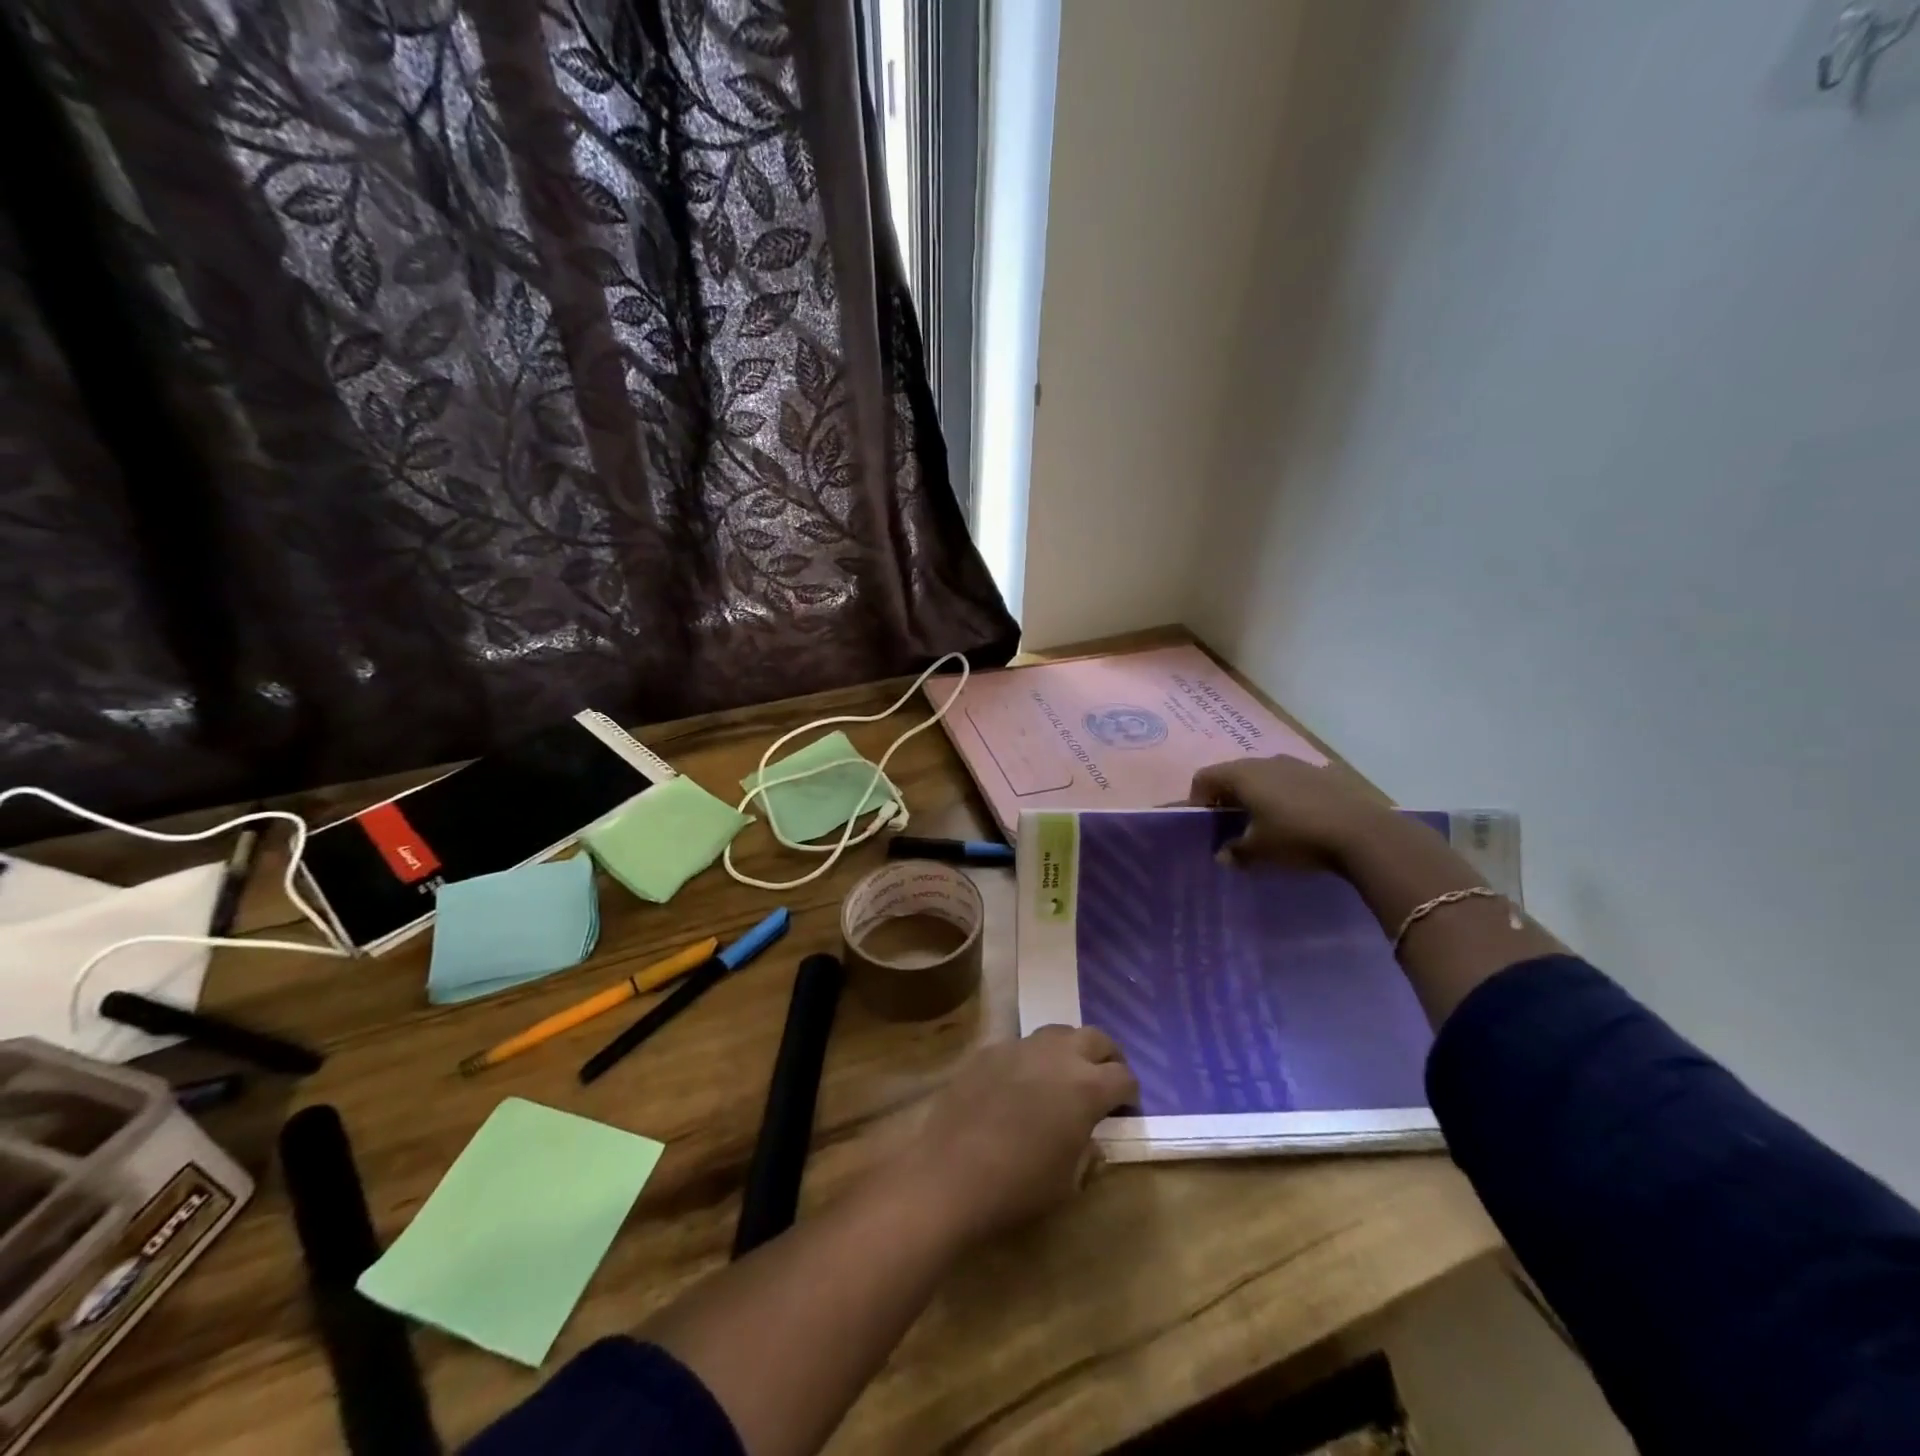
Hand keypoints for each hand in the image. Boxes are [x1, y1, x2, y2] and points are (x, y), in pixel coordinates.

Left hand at [891, 1027, 1138, 1246]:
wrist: (952, 1173)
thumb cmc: (1019, 1185)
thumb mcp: (1069, 1181)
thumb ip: (1088, 1151)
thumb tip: (1091, 1138)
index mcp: (1087, 1087)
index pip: (1124, 1077)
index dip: (1130, 1094)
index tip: (1126, 1109)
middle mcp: (1058, 1055)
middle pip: (1096, 1038)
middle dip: (1107, 1056)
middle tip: (1105, 1078)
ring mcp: (1021, 1046)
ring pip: (1058, 1032)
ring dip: (1070, 1049)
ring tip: (1065, 1075)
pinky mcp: (990, 1050)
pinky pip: (1021, 1045)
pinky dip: (1032, 1059)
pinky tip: (1022, 1084)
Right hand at [1189, 755, 1398, 868]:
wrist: (1363, 833)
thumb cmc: (1297, 837)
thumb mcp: (1259, 852)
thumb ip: (1234, 852)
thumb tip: (1222, 855)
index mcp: (1242, 774)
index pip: (1204, 778)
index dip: (1197, 800)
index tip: (1205, 825)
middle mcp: (1265, 761)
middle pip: (1233, 773)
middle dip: (1226, 797)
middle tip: (1231, 826)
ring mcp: (1297, 764)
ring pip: (1263, 776)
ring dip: (1257, 795)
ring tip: (1265, 823)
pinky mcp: (1323, 773)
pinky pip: (1291, 781)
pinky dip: (1284, 796)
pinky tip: (1297, 820)